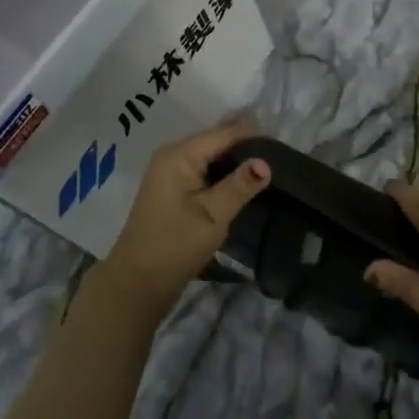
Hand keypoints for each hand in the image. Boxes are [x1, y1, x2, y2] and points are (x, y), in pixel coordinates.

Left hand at [89, 122, 271, 327]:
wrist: (137, 284)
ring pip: (209, 155)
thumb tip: (265, 162)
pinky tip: (241, 180)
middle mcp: (172, 156)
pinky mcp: (171, 190)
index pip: (223, 133)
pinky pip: (202, 170)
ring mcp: (169, 173)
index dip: (252, 134)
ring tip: (266, 164)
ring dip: (234, 159)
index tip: (281, 140)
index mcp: (179, 155)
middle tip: (278, 152)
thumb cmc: (175, 246)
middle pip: (215, 140)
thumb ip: (240, 185)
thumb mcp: (213, 215)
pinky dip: (222, 172)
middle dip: (244, 143)